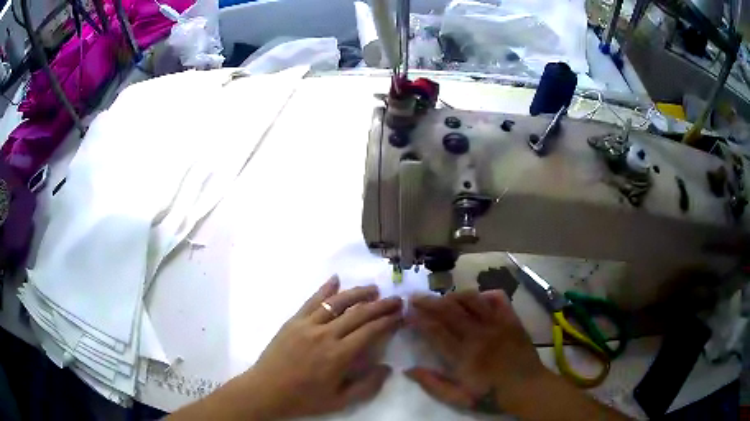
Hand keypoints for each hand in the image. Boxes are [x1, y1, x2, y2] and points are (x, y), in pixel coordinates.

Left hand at [239, 276, 402, 418]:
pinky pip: (312, 301)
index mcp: (339, 355)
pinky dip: (325, 288)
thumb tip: (388, 368)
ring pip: (337, 303)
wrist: (267, 390)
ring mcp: (307, 325)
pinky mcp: (293, 321)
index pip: (370, 331)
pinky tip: (335, 279)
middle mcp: (326, 335)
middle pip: (358, 313)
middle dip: (380, 305)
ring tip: (373, 289)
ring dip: (357, 293)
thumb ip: (367, 386)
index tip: (399, 314)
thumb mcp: (340, 401)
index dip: (387, 321)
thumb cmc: (304, 398)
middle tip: (396, 299)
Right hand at [404, 290, 547, 412]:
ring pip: (471, 300)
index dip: (418, 319)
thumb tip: (409, 370)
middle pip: (449, 311)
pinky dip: (485, 294)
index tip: (407, 312)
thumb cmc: (491, 395)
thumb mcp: (458, 398)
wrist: (527, 387)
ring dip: (453, 295)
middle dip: (428, 302)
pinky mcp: (511, 319)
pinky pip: (498, 298)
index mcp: (463, 356)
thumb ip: (433, 384)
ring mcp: (497, 324)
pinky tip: (477, 299)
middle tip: (415, 296)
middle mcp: (478, 334)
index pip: (435, 331)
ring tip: (442, 298)